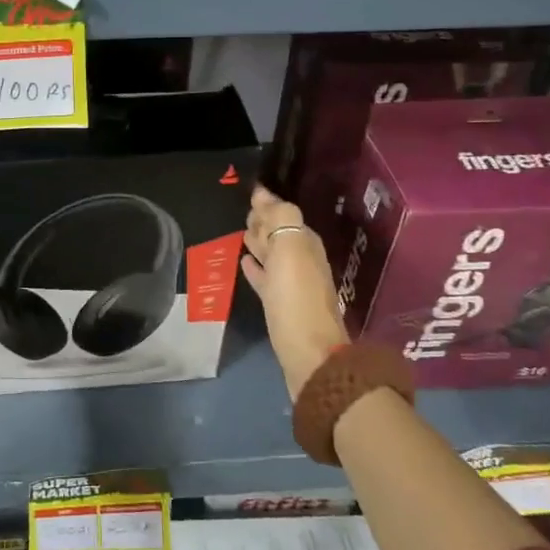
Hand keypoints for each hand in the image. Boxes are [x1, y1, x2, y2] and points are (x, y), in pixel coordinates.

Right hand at [240, 186, 346, 403]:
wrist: (309, 356)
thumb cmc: (296, 300)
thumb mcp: (290, 251)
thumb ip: (280, 218)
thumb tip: (262, 193)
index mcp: (306, 244)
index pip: (284, 215)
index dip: (267, 206)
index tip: (248, 195)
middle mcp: (302, 261)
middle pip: (280, 234)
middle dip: (264, 223)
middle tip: (243, 213)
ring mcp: (292, 286)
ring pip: (273, 256)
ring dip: (259, 244)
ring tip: (240, 235)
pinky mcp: (281, 307)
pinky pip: (266, 279)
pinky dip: (256, 269)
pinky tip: (244, 265)